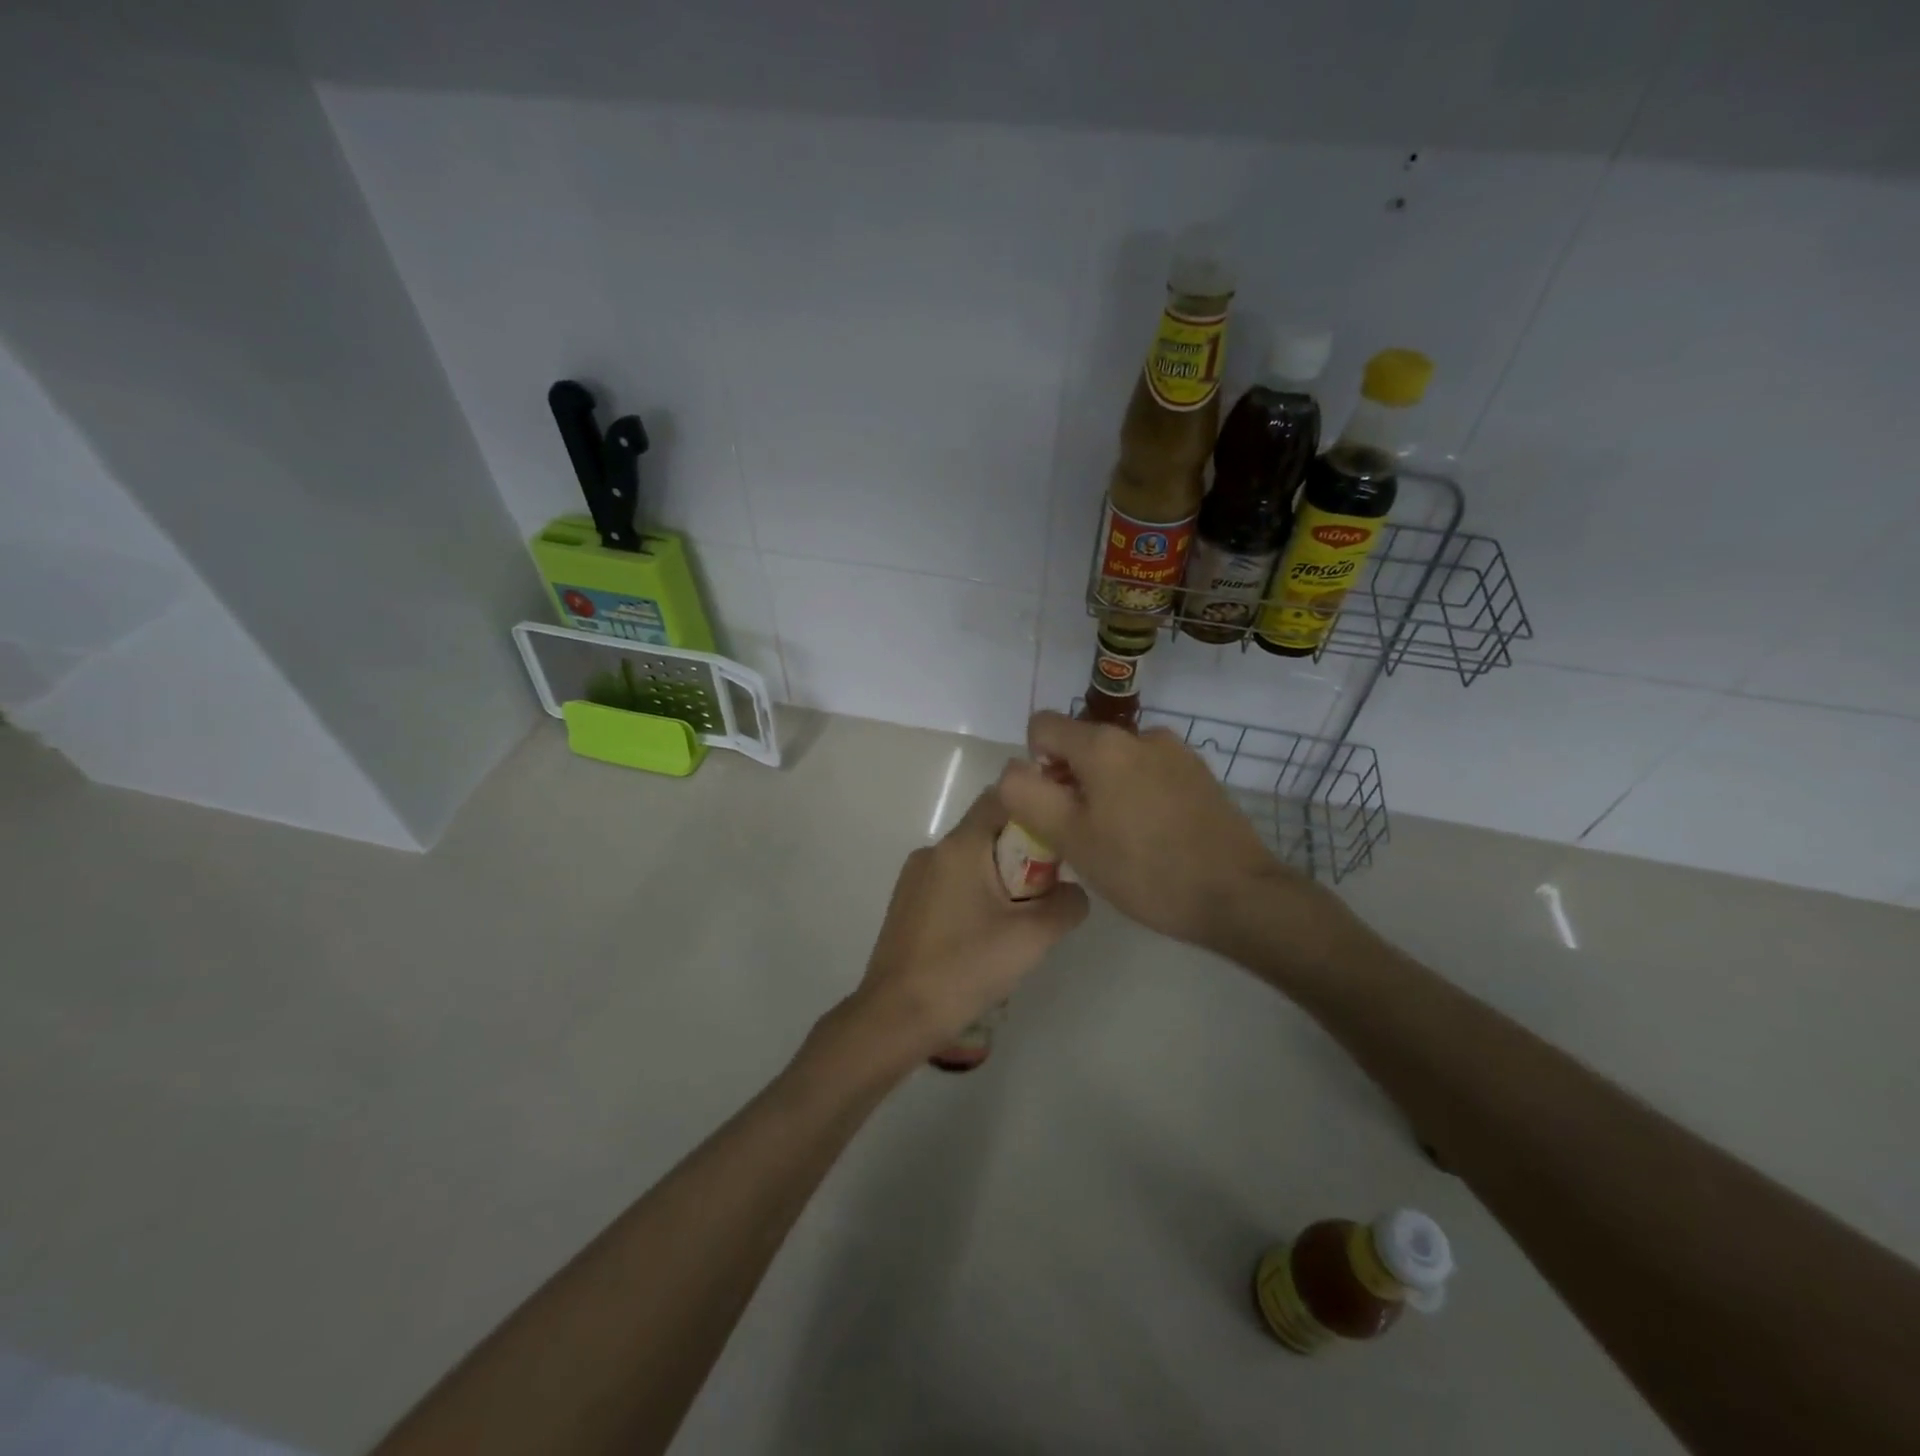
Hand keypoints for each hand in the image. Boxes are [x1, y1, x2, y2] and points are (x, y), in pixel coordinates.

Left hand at [845, 786, 1088, 1060]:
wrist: (896, 1017)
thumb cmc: (965, 969)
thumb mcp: (1032, 939)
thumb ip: (1067, 904)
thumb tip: (1073, 891)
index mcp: (960, 846)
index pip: (1003, 797)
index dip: (1037, 809)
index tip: (1062, 838)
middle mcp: (933, 851)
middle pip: (989, 831)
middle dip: (1023, 854)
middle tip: (1045, 894)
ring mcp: (915, 878)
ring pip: (971, 861)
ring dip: (999, 879)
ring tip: (1016, 923)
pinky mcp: (907, 904)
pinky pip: (951, 884)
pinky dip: (975, 896)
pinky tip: (983, 938)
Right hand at [996, 711, 1330, 955]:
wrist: (1239, 895)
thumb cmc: (1144, 869)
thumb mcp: (1070, 838)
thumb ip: (1026, 795)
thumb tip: (1013, 769)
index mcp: (1103, 744)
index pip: (1042, 726)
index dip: (1035, 764)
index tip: (1055, 808)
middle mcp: (1140, 734)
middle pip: (1082, 745)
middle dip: (1072, 782)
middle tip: (1086, 835)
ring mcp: (1176, 752)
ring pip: (1117, 762)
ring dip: (1106, 791)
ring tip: (1124, 841)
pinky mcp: (1201, 775)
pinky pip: (1149, 774)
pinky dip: (1139, 796)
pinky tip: (1156, 838)